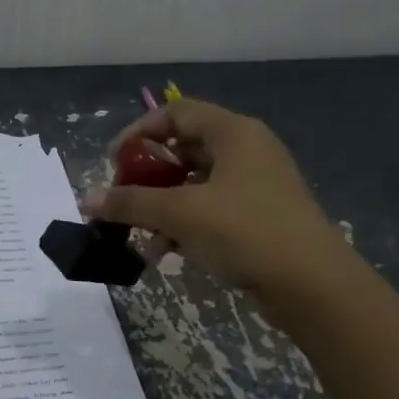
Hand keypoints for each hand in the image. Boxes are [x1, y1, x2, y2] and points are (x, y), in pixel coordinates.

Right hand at [84, 99, 343, 296]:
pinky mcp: (257, 218)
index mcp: (233, 133)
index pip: (176, 113)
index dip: (139, 132)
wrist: (311, 284)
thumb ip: (131, 203)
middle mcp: (246, 151)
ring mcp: (254, 186)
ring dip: (161, 209)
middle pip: (183, 150)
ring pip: (194, 186)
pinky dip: (184, 226)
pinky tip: (164, 254)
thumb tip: (87, 199)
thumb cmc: (245, 232)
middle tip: (122, 200)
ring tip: (139, 237)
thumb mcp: (180, 214)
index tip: (112, 163)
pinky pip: (209, 211)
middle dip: (147, 178)